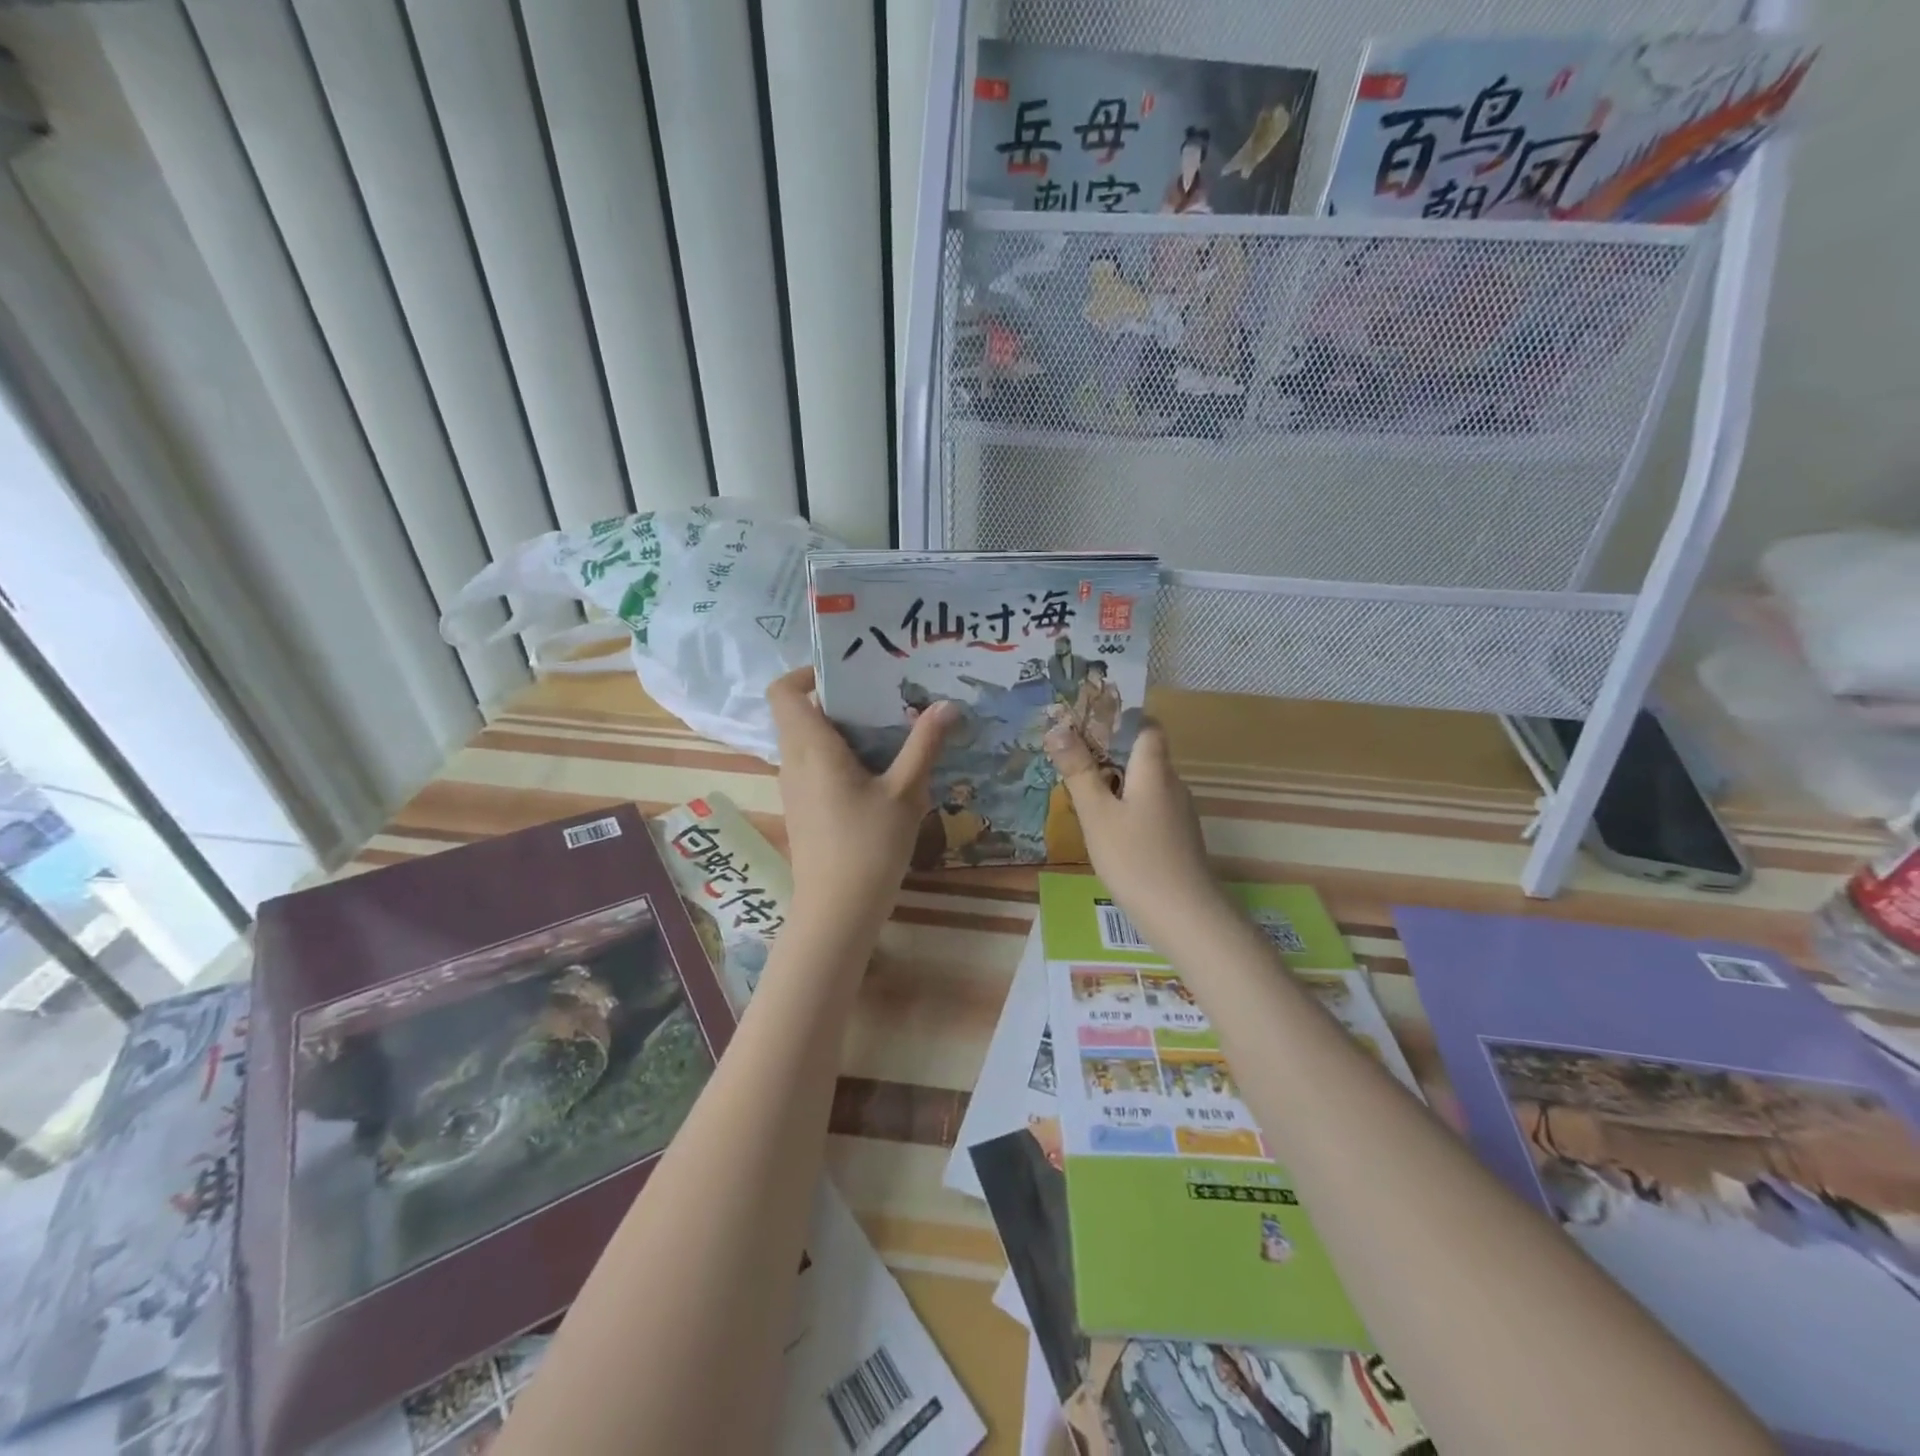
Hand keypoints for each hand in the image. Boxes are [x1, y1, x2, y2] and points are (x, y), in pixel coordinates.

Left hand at [769, 666, 956, 938]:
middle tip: (883, 694)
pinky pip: (814, 765)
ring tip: (887, 728)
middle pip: (799, 712)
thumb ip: (924, 745)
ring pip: (808, 740)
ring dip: (841, 729)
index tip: (847, 672)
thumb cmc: (869, 847)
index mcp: (811, 747)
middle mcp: (793, 761)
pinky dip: (839, 755)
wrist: (837, 911)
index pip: (783, 690)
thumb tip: (947, 705)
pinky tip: (879, 770)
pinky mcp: (804, 809)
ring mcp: (795, 788)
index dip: (806, 672)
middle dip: (838, 699)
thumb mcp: (905, 793)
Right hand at [1045, 717, 1224, 944]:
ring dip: (1116, 785)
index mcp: (1154, 770)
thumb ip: (1078, 770)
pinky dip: (1127, 810)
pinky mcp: (1178, 839)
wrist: (1184, 916)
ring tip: (1081, 797)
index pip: (1147, 727)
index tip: (1087, 726)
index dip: (1121, 720)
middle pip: (1143, 756)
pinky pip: (1150, 810)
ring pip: (1145, 785)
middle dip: (1108, 755)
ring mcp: (1179, 814)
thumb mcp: (1096, 813)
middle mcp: (1172, 784)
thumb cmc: (1135, 858)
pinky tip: (1107, 832)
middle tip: (1070, 763)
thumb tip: (1058, 727)